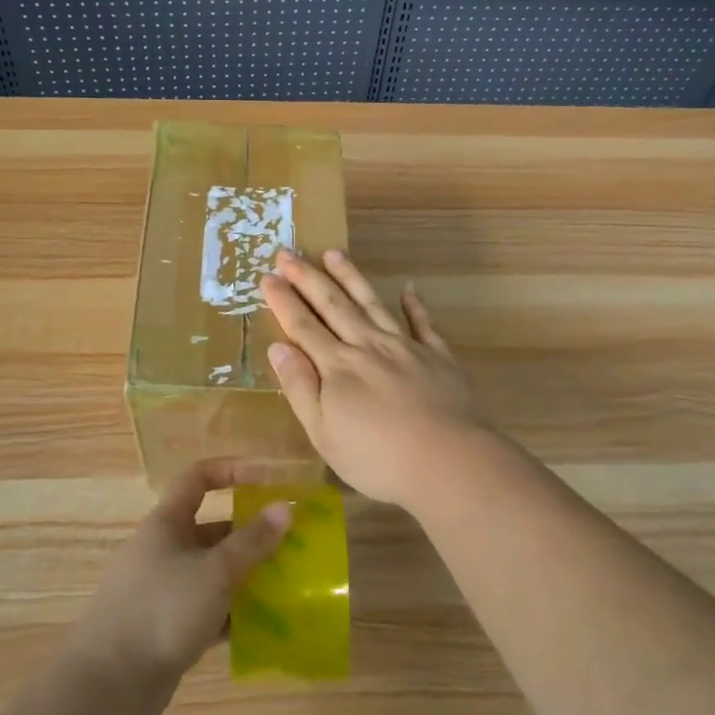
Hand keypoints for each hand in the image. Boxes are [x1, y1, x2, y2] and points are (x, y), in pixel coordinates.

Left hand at [65, 457, 291, 714]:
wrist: (108, 685)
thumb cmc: (162, 610)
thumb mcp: (215, 571)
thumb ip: (252, 541)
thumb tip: (284, 508)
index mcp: (166, 523)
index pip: (198, 478)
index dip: (231, 470)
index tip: (266, 479)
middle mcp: (163, 550)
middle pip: (211, 529)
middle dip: (249, 533)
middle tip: (288, 543)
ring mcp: (162, 590)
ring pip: (211, 571)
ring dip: (244, 576)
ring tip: (284, 584)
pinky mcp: (165, 627)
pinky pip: (206, 608)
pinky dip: (230, 612)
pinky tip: (261, 626)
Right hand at [258, 249, 492, 509]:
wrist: (447, 461)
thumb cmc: (377, 458)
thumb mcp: (323, 433)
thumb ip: (300, 387)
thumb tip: (278, 347)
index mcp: (337, 366)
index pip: (303, 326)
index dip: (283, 301)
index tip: (267, 276)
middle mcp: (368, 346)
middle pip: (333, 305)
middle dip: (308, 278)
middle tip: (288, 252)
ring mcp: (405, 347)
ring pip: (372, 303)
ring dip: (351, 277)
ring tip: (333, 253)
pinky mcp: (437, 356)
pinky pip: (423, 323)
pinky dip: (414, 304)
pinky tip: (408, 288)